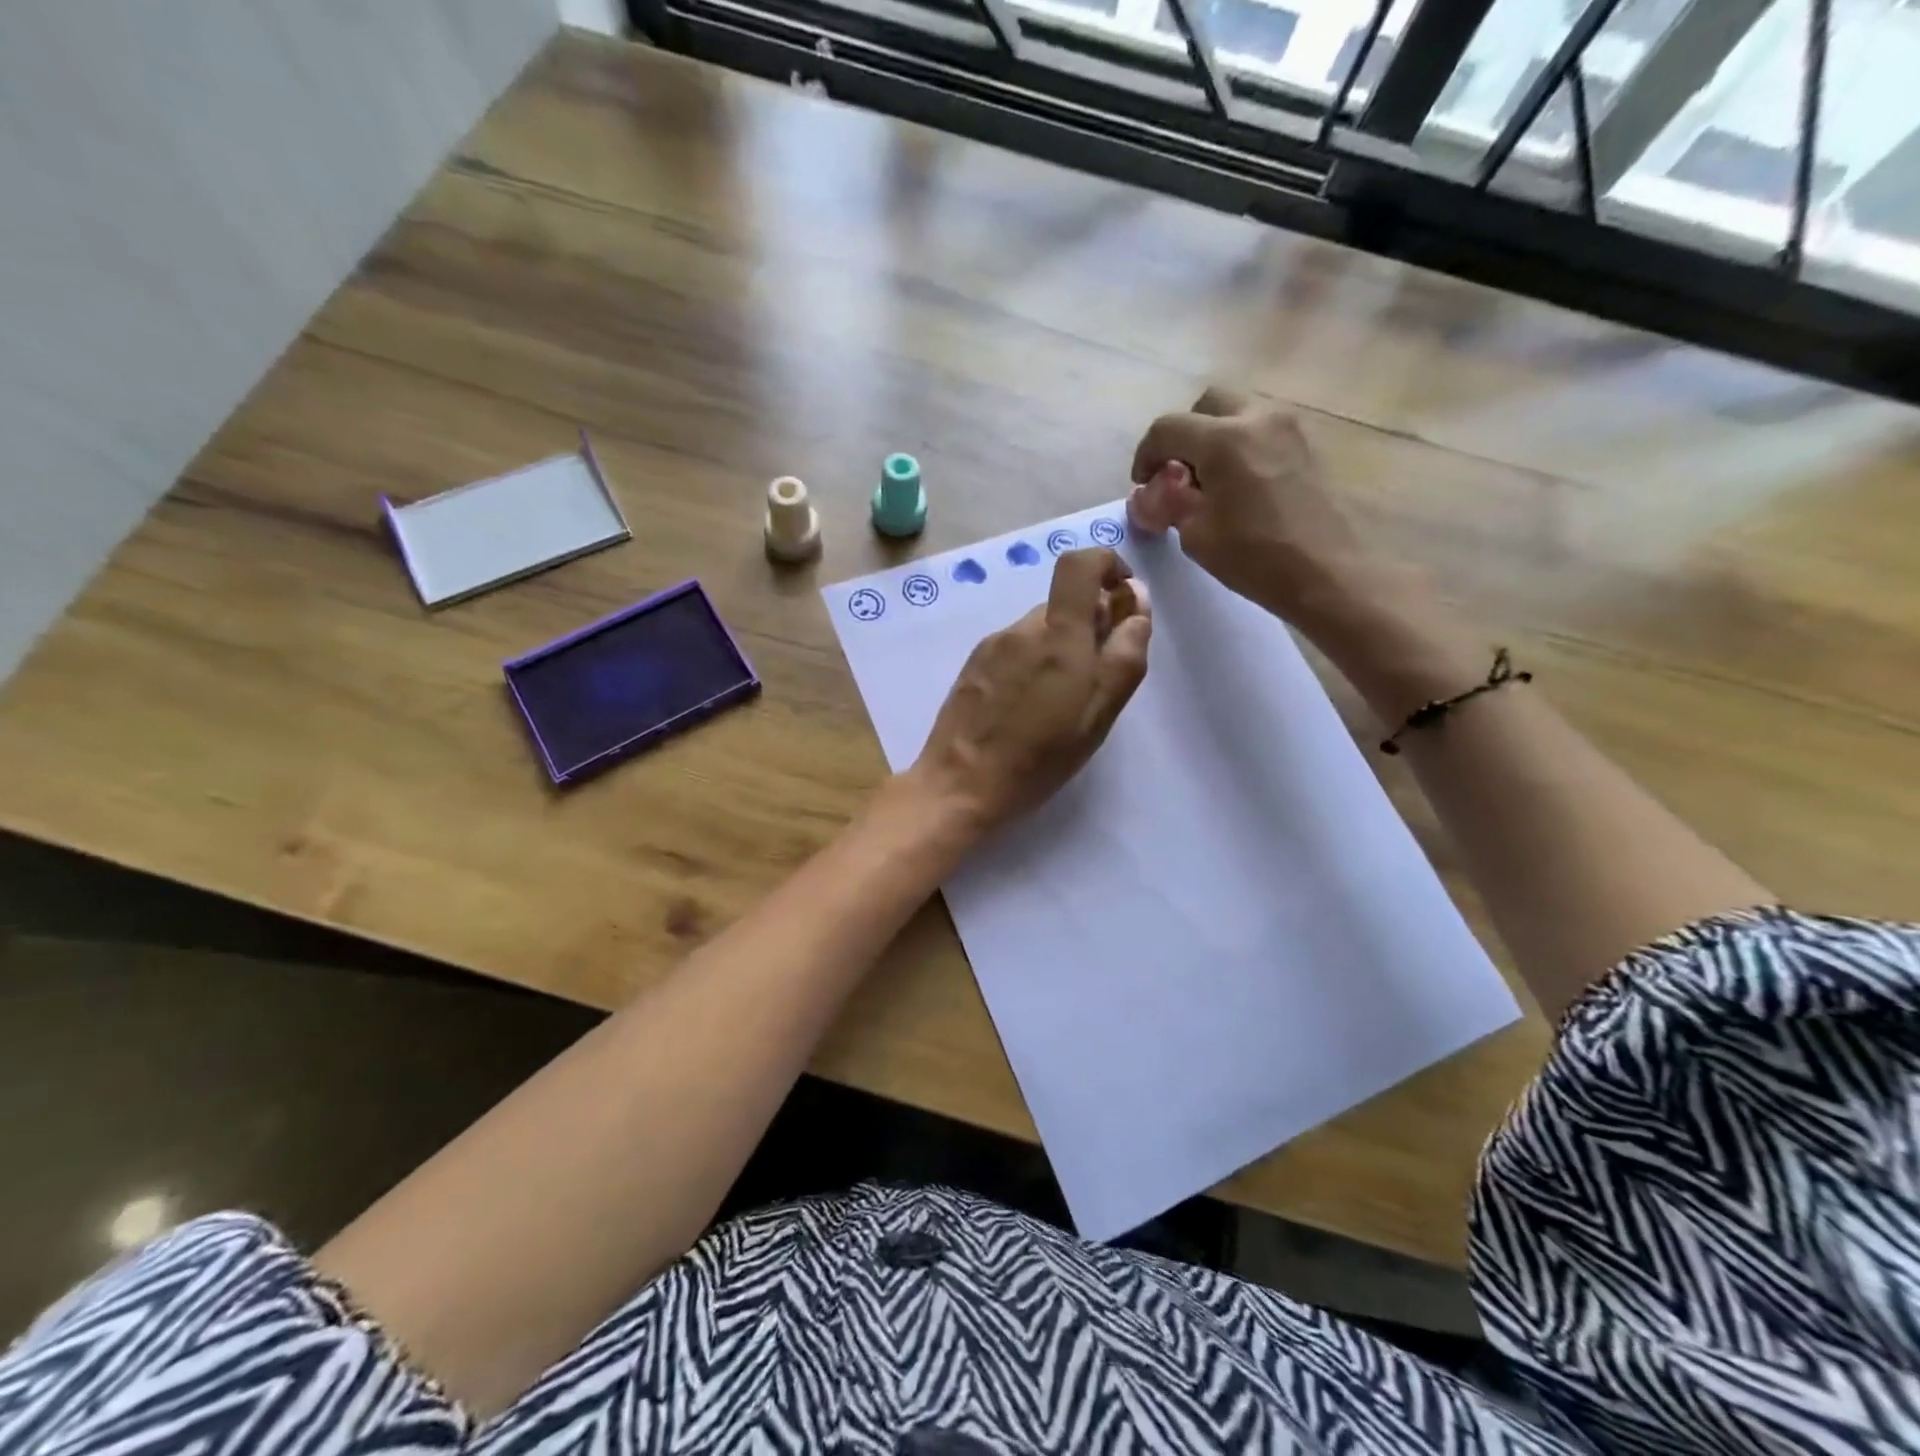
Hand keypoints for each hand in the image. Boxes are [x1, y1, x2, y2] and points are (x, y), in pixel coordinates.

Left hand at [908, 548, 1150, 833]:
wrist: (961, 784)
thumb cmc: (1040, 757)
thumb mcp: (1098, 713)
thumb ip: (1124, 654)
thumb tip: (1135, 601)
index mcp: (1058, 635)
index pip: (1079, 563)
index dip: (1106, 565)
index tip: (1121, 599)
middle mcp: (1022, 629)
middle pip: (1063, 605)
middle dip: (1088, 628)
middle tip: (1093, 681)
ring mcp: (992, 646)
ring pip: (1039, 630)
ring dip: (1059, 651)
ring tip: (1057, 704)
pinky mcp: (973, 666)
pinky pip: (1014, 650)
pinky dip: (1031, 665)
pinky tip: (1026, 708)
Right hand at [1128, 387, 1373, 625]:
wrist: (1327, 572)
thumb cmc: (1255, 557)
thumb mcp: (1197, 535)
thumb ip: (1168, 503)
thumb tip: (1150, 493)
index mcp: (1224, 439)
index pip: (1167, 428)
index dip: (1145, 455)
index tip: (1143, 485)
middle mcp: (1257, 418)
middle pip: (1207, 406)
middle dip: (1184, 435)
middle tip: (1176, 475)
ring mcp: (1288, 428)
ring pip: (1237, 415)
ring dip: (1213, 440)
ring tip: (1208, 485)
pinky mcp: (1305, 445)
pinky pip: (1261, 432)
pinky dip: (1240, 448)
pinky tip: (1238, 488)